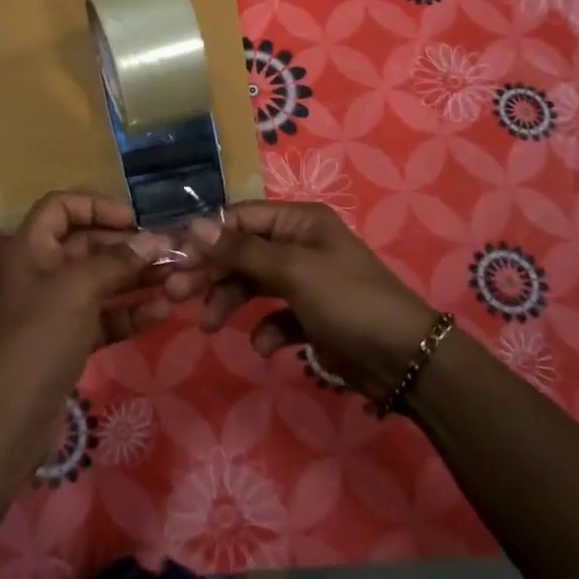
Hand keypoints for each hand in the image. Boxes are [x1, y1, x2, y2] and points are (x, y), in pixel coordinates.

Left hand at [0, 192, 170, 454]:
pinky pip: (104, 316)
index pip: (60, 206)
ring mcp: (56, 308)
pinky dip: (129, 313)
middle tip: (170, 253)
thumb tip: (154, 240)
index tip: (133, 220)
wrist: (10, 417)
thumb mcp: (78, 290)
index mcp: (32, 249)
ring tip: (177, 280)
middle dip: (128, 247)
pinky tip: (161, 314)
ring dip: (136, 279)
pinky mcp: (69, 340)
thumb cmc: (39, 338)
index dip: (95, 206)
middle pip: (87, 245)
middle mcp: (42, 272)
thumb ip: (117, 261)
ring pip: (101, 282)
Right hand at [166, 201, 435, 399]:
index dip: (206, 238)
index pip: (240, 219)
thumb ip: (241, 250)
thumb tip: (193, 225)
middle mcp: (299, 245)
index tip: (173, 260)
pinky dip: (265, 329)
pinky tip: (265, 345)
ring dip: (229, 301)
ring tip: (209, 326)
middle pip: (241, 252)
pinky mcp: (310, 316)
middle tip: (175, 295)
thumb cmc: (348, 301)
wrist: (405, 360)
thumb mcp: (293, 271)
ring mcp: (305, 281)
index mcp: (299, 222)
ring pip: (252, 284)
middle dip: (211, 273)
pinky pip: (274, 315)